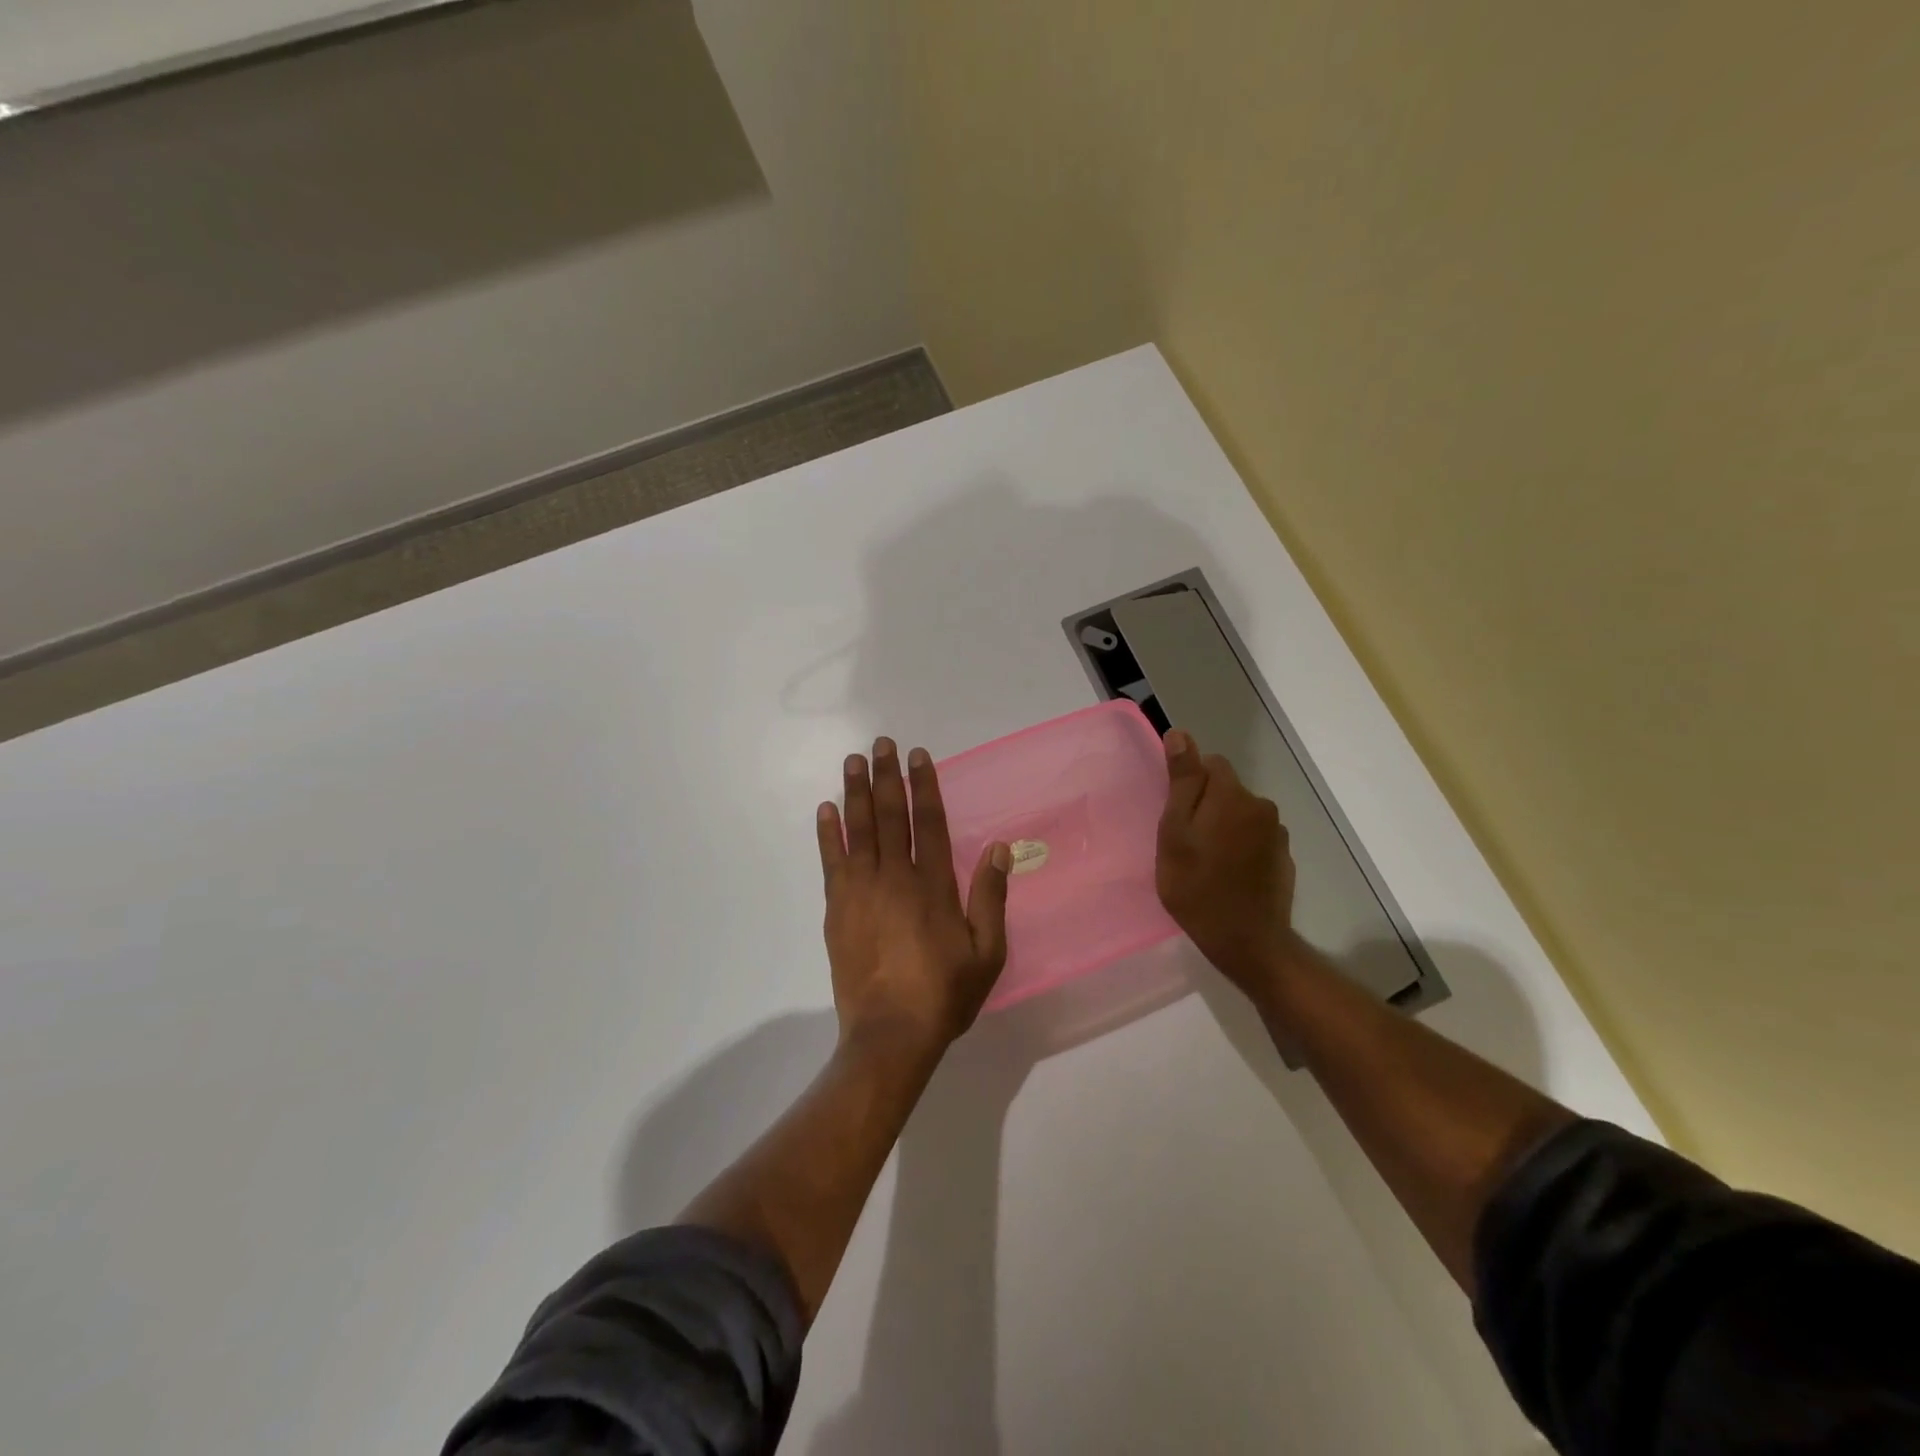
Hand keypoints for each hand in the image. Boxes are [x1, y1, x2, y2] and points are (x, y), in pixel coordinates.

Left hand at [817, 738, 1011, 1059]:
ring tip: (852, 761)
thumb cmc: (944, 994)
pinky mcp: (836, 909)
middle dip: (886, 777)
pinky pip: (831, 861)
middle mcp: (895, 877)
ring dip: (855, 793)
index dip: (923, 786)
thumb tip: (1000, 849)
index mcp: (933, 885)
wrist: (890, 1034)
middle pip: (890, 816)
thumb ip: (991, 898)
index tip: (917, 756)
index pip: (928, 822)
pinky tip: (826, 810)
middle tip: (880, 744)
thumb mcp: (987, 952)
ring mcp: (861, 891)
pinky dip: (828, 834)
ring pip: (858, 830)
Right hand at [1155, 729, 1297, 997]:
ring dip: (1224, 828)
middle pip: (1227, 789)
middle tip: (1186, 843)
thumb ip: (1181, 782)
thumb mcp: (1175, 833)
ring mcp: (1277, 834)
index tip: (1176, 816)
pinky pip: (1255, 839)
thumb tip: (1180, 734)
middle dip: (1207, 806)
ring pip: (1241, 815)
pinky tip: (1229, 876)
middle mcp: (1262, 806)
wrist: (1247, 942)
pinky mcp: (1284, 858)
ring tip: (1207, 863)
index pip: (1211, 764)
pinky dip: (1241, 849)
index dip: (1190, 785)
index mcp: (1233, 796)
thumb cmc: (1198, 887)